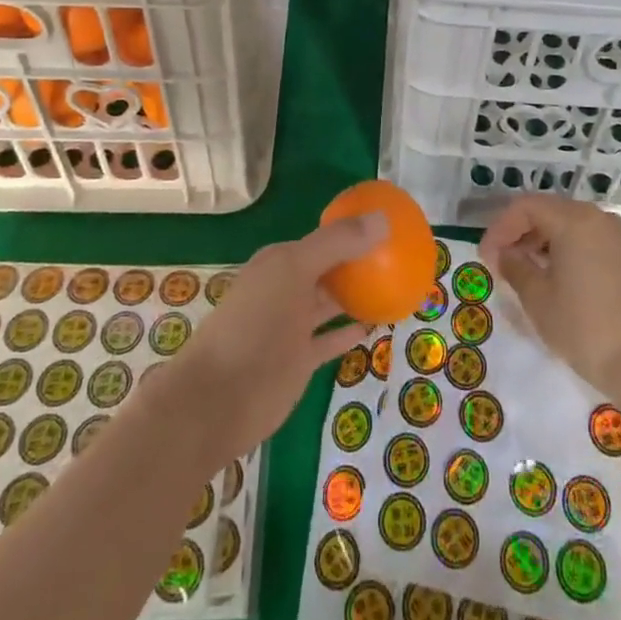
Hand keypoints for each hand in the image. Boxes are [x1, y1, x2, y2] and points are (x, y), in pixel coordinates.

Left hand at [152, 212, 387, 469]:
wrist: (218, 400)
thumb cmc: (255, 325)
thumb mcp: (294, 270)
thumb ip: (337, 244)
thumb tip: (382, 219)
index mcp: (281, 261)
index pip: (324, 238)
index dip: (354, 232)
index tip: (390, 229)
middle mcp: (287, 288)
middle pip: (329, 269)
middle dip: (359, 263)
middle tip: (402, 259)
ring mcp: (293, 325)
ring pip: (332, 302)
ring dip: (359, 296)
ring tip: (396, 288)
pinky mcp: (299, 360)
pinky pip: (331, 337)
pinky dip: (351, 330)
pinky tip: (377, 325)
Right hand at [479, 196, 620, 400]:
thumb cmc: (584, 327)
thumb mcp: (537, 297)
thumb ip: (514, 266)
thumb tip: (503, 254)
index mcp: (574, 219)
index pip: (525, 208)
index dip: (500, 228)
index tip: (485, 257)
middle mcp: (597, 217)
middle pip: (547, 211)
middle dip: (518, 232)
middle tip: (498, 261)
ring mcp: (615, 235)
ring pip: (566, 224)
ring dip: (539, 241)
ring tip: (521, 270)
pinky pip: (584, 238)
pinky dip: (562, 249)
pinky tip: (551, 276)